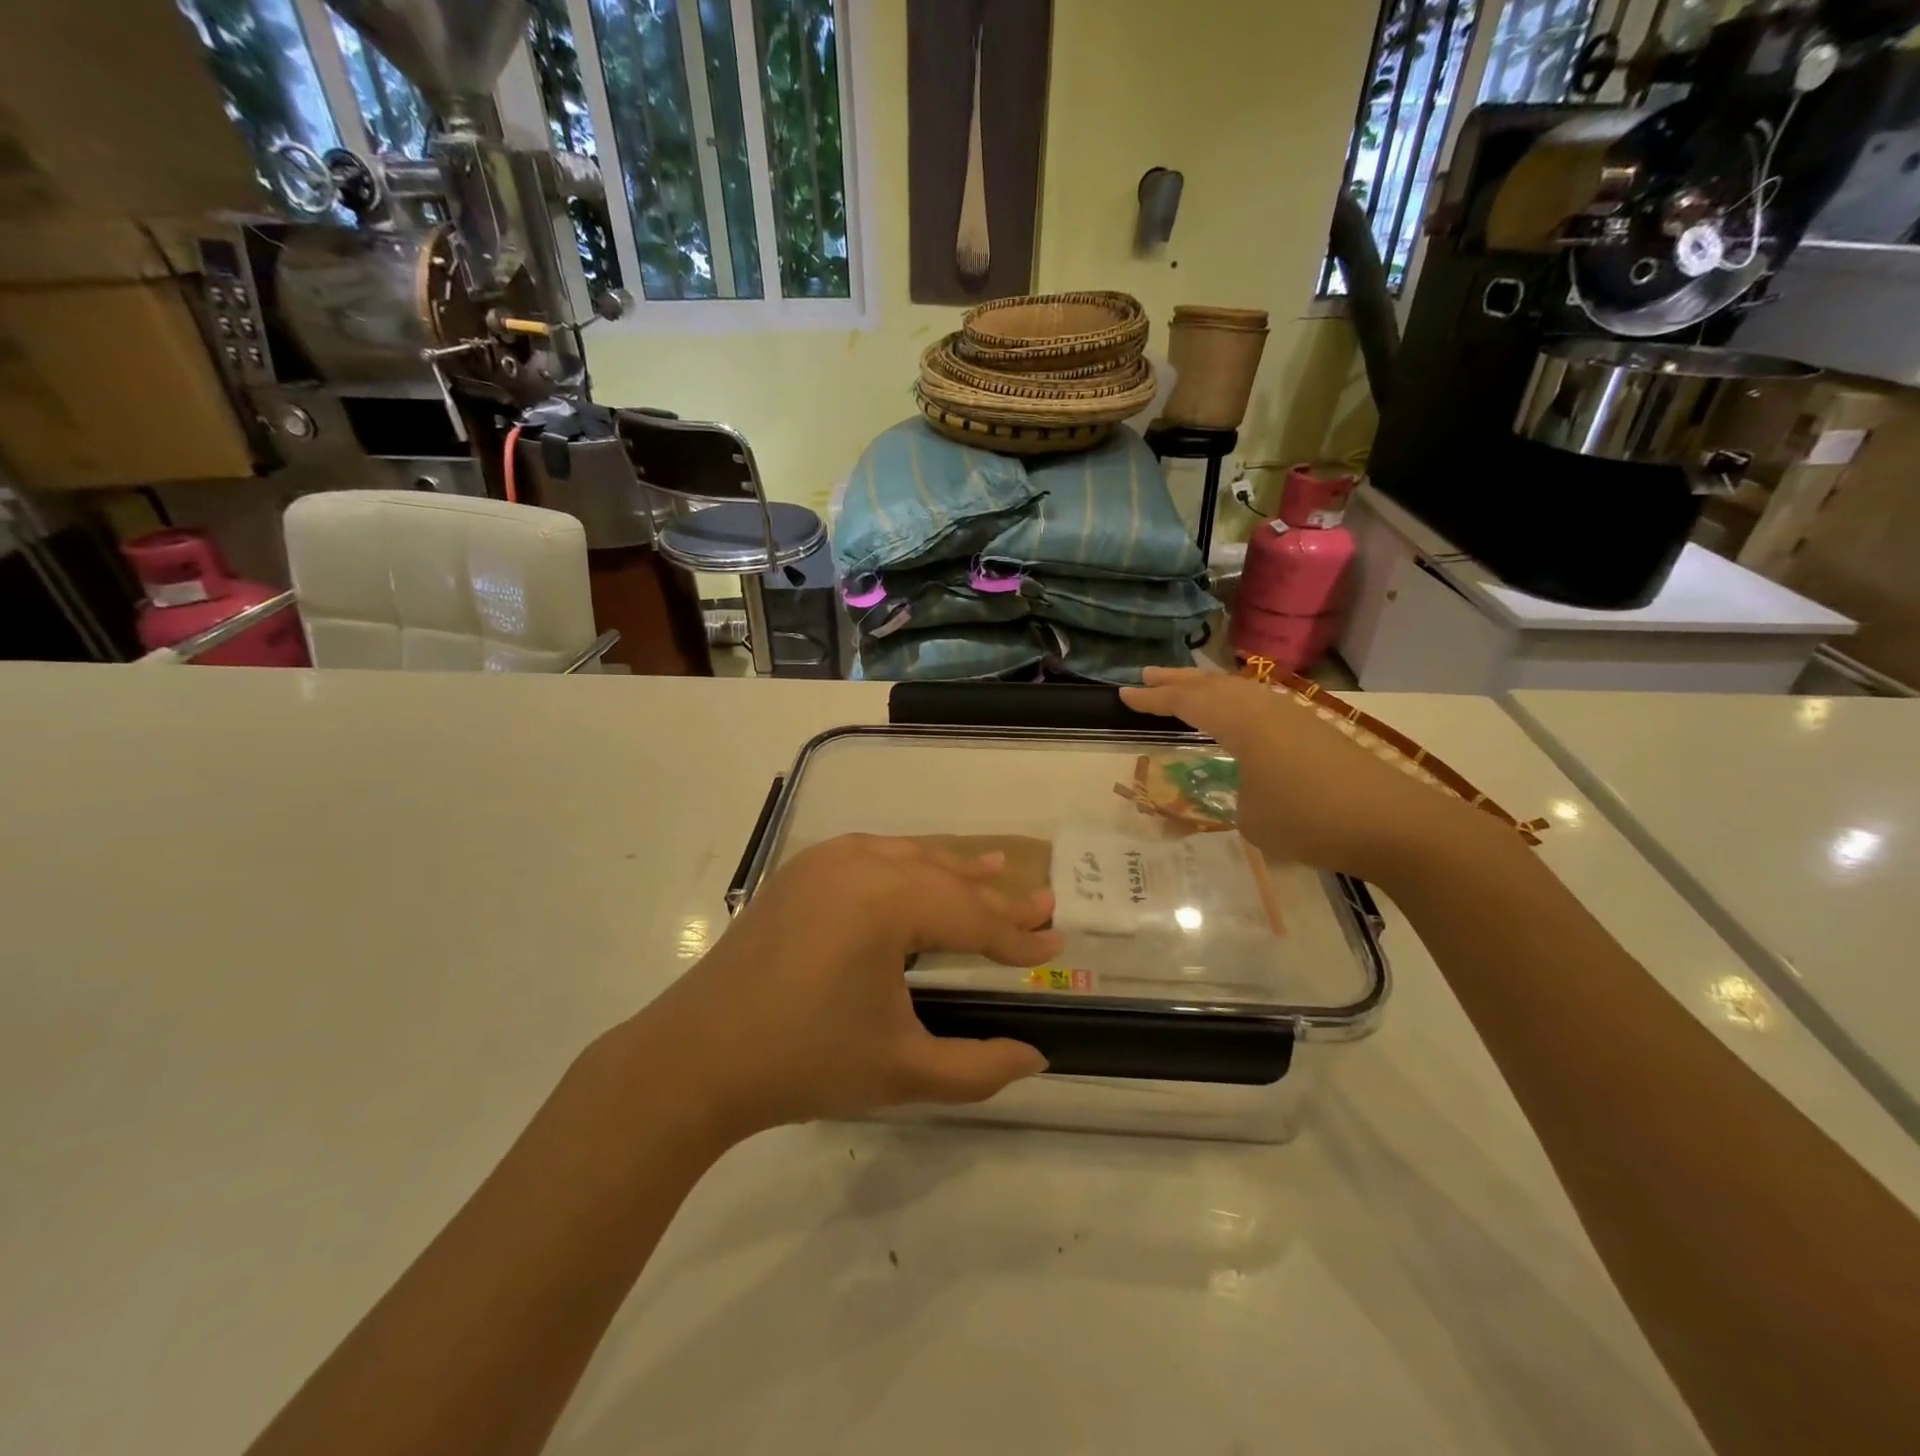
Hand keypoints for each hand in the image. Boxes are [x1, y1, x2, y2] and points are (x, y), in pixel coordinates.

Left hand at [634, 835, 1060, 1141]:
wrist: (695, 1058)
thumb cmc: (803, 1063)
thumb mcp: (902, 1070)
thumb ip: (978, 1067)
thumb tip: (1037, 1058)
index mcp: (885, 902)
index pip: (969, 917)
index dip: (1015, 937)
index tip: (1055, 944)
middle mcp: (859, 864)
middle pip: (944, 877)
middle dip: (994, 897)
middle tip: (1042, 902)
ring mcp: (824, 860)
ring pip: (909, 856)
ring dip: (953, 868)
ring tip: (996, 869)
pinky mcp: (801, 870)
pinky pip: (872, 854)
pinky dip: (908, 862)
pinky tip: (921, 867)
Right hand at [1120, 667, 1488, 883]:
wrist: (1395, 824)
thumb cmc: (1310, 819)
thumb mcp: (1251, 819)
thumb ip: (1236, 795)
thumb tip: (1245, 788)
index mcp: (1242, 722)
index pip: (1187, 703)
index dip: (1153, 699)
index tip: (1124, 693)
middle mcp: (1265, 708)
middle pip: (1212, 685)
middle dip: (1177, 681)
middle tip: (1146, 676)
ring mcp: (1295, 717)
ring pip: (1239, 691)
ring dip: (1207, 688)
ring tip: (1185, 690)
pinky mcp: (1316, 732)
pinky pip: (1260, 705)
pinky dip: (1235, 703)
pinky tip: (1237, 717)